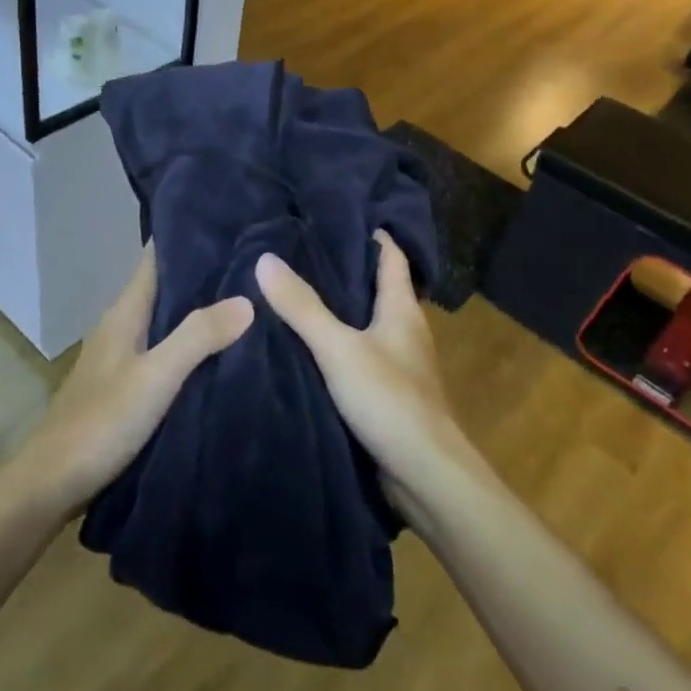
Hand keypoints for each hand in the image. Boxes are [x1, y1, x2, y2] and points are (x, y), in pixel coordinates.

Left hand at [7, 243, 253, 520]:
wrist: (52, 483)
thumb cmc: (101, 423)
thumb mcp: (155, 377)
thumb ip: (198, 337)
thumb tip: (247, 299)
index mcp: (124, 313)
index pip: (154, 257)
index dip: (186, 236)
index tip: (228, 220)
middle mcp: (122, 326)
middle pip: (164, 285)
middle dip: (202, 271)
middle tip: (253, 259)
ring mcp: (122, 356)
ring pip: (165, 318)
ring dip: (197, 307)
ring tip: (247, 296)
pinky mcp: (126, 384)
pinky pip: (165, 348)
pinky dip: (190, 340)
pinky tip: (218, 349)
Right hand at [254, 231, 465, 514]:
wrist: (424, 475)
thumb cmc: (389, 400)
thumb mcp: (339, 348)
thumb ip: (302, 307)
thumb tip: (265, 259)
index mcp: (402, 310)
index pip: (391, 257)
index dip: (372, 234)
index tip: (339, 215)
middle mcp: (405, 331)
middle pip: (377, 288)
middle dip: (346, 270)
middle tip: (301, 251)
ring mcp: (399, 364)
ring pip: (367, 324)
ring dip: (341, 310)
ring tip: (296, 293)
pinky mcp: (388, 394)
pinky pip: (360, 356)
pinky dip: (338, 345)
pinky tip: (308, 347)